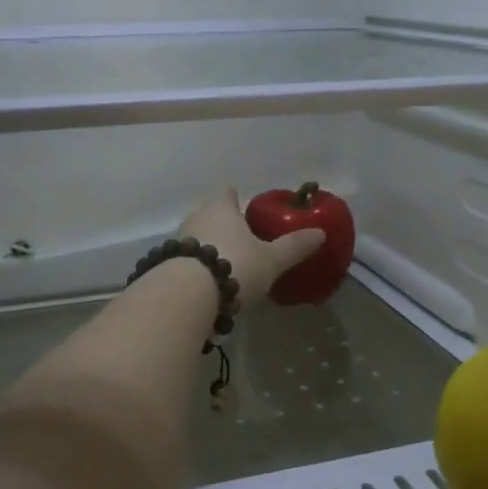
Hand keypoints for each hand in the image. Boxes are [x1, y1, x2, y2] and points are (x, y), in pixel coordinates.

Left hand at [178, 188, 325, 304]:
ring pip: (196, 238)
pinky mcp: (166, 266)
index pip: (227, 193)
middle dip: (223, 226)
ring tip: (227, 267)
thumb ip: (294, 246)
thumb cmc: (235, 265)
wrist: (188, 295)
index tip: (245, 208)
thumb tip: (321, 233)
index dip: (236, 199)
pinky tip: (208, 286)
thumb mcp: (271, 260)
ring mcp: (177, 241)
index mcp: (221, 208)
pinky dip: (196, 269)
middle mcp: (196, 218)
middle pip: (209, 214)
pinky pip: (186, 262)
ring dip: (208, 249)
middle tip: (241, 242)